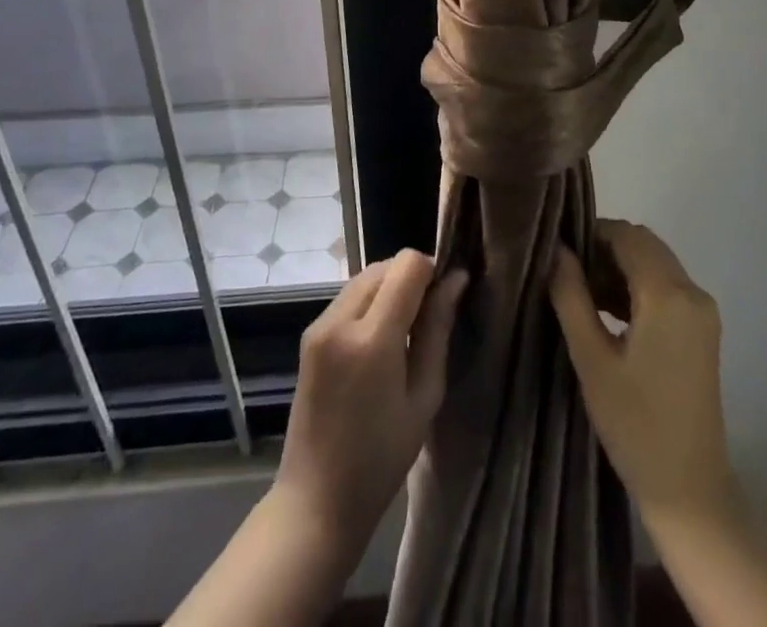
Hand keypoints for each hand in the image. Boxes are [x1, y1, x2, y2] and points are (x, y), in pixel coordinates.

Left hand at [273, 249, 468, 555]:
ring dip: (390, 287)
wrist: (316, 502)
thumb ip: (438, 330)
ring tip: (406, 331)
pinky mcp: (310, 335)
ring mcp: (319, 326)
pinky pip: (349, 297)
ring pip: (366, 276)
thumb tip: (456, 280)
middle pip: (385, 265)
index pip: (407, 265)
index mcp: (370, 338)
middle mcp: (339, 320)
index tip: (445, 298)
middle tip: (429, 318)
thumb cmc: (381, 459)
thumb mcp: (424, 396)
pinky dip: (371, 301)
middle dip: (412, 278)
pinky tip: (380, 340)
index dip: (433, 271)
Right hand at [550, 219, 740, 530]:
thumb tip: (556, 250)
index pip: (627, 236)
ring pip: (656, 263)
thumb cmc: (635, 425)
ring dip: (621, 267)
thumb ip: (571, 296)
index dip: (591, 234)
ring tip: (582, 294)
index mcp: (668, 294)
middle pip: (644, 244)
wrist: (690, 490)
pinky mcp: (703, 328)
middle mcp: (692, 291)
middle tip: (569, 274)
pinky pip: (667, 286)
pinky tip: (608, 312)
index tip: (560, 252)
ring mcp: (702, 311)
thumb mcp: (591, 359)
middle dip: (605, 249)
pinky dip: (638, 287)